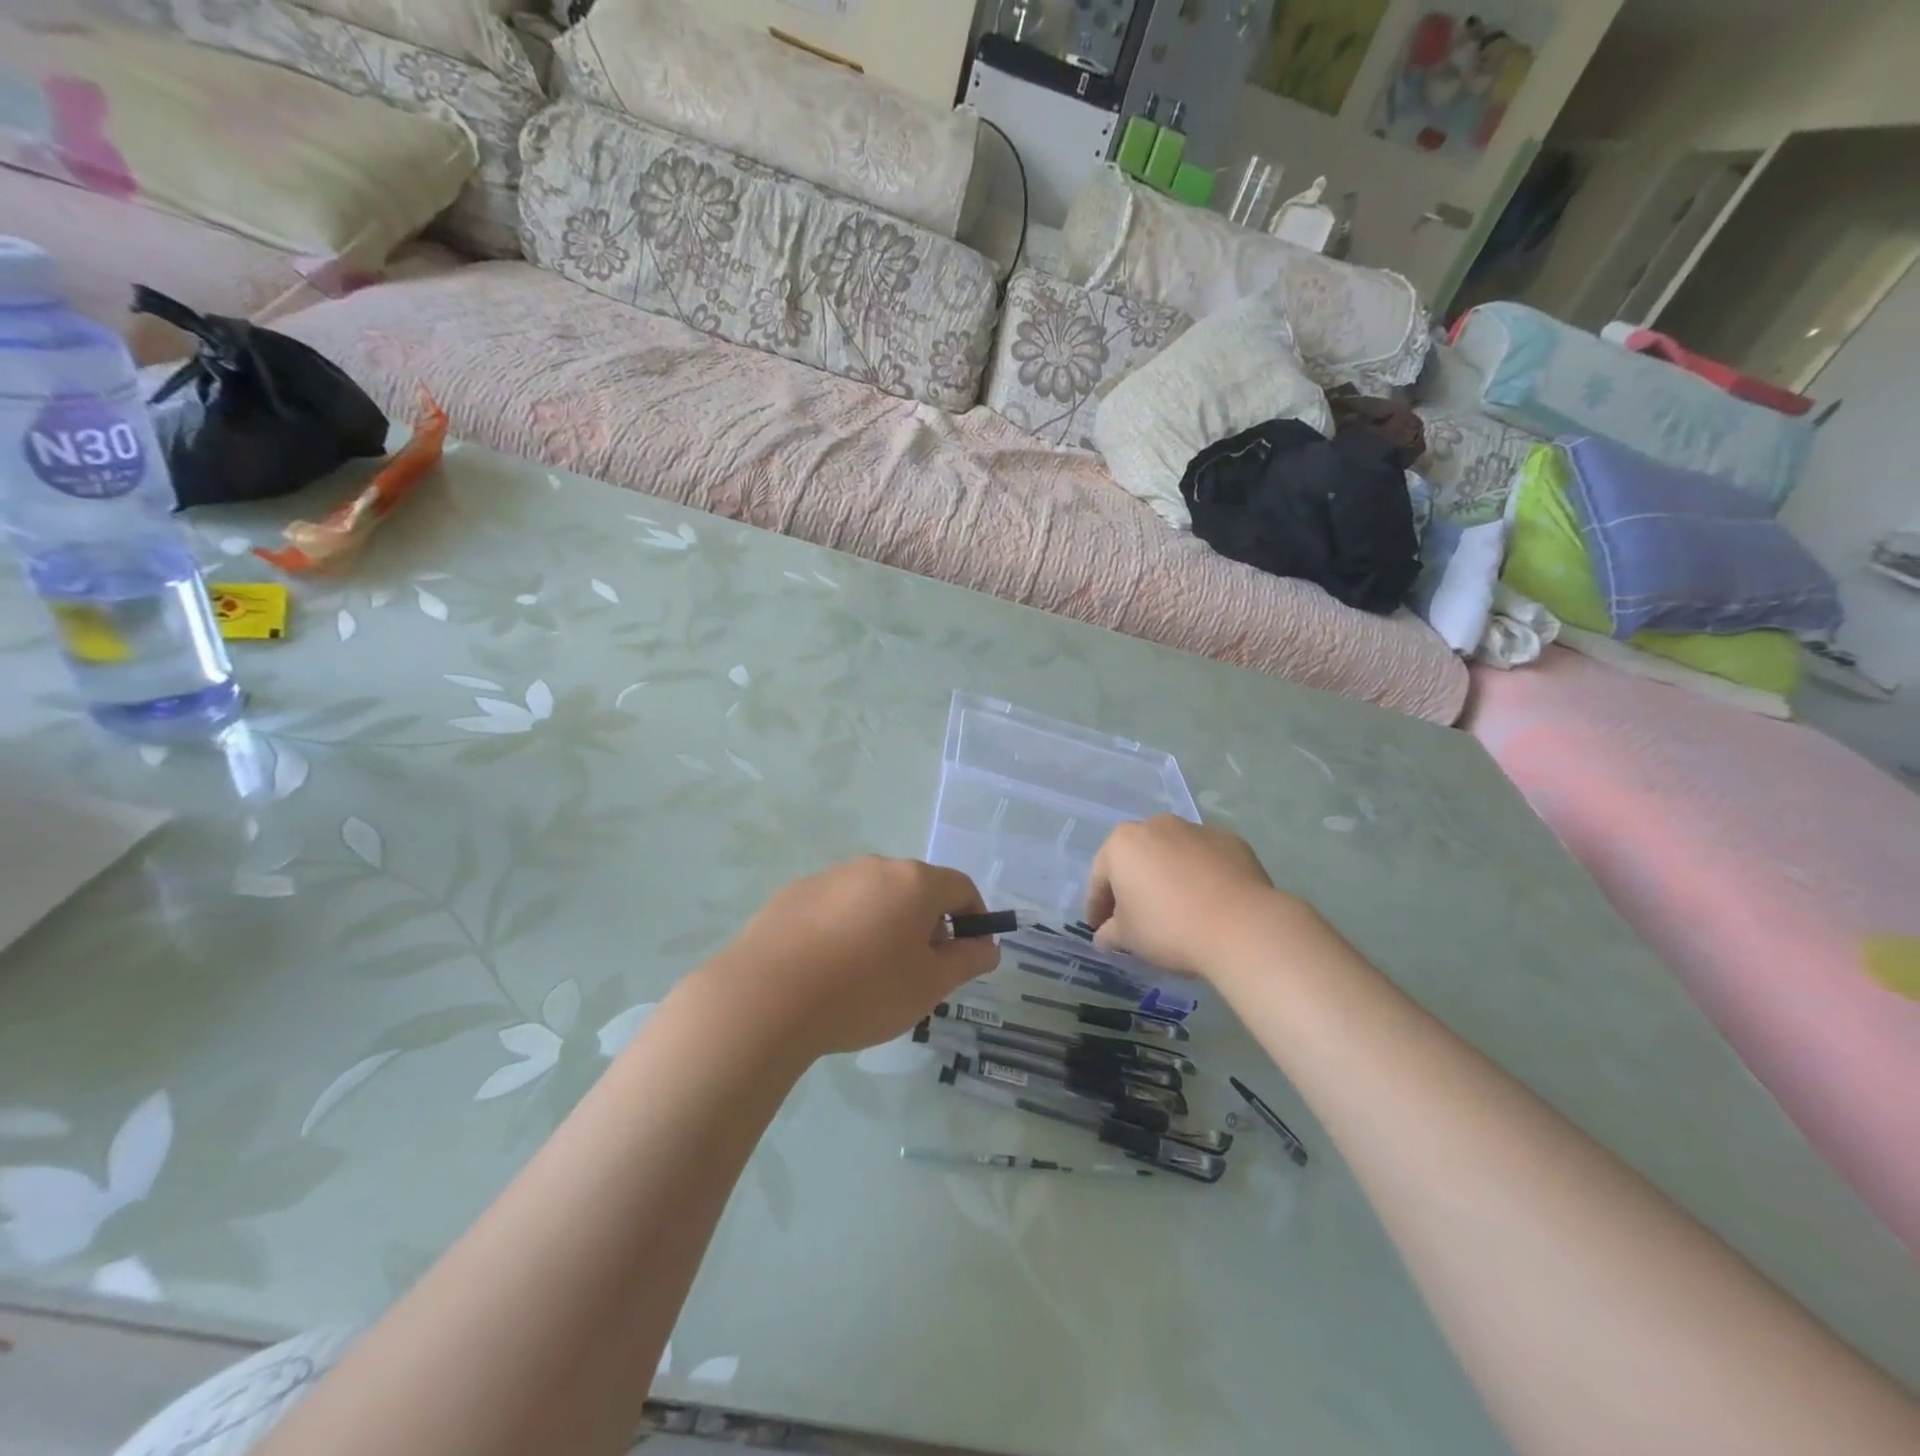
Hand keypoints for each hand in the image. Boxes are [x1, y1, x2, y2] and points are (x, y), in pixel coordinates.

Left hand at [707, 857, 999, 1058]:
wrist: (766, 998)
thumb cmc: (864, 991)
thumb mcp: (929, 986)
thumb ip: (966, 961)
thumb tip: (988, 946)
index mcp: (914, 882)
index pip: (961, 887)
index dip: (975, 918)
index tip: (969, 953)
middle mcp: (874, 867)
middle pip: (916, 889)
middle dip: (927, 924)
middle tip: (919, 971)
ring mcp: (830, 876)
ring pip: (874, 897)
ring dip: (885, 925)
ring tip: (869, 976)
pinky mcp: (794, 893)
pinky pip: (836, 906)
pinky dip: (846, 929)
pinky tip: (828, 970)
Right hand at [1086, 817, 1299, 978]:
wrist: (1241, 925)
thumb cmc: (1168, 927)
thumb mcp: (1128, 938)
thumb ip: (1110, 933)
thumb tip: (1104, 936)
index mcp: (1122, 843)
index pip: (1100, 877)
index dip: (1098, 906)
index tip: (1100, 929)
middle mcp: (1156, 825)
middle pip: (1137, 858)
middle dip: (1133, 885)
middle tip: (1136, 918)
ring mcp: (1196, 830)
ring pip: (1172, 854)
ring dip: (1168, 877)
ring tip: (1177, 909)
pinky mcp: (1231, 841)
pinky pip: (1206, 860)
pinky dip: (1201, 876)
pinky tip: (1208, 902)